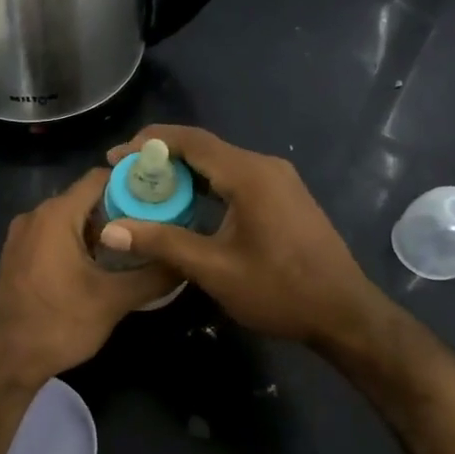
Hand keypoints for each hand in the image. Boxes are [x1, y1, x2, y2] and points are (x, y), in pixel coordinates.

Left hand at [0, 169, 179, 385]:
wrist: (7, 361)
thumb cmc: (59, 324)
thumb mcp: (114, 300)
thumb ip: (154, 275)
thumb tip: (186, 260)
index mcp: (55, 215)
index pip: (100, 177)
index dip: (133, 183)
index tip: (162, 197)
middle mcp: (35, 215)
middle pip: (86, 197)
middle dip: (121, 209)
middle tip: (156, 225)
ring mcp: (22, 235)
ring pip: (71, 218)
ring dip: (101, 228)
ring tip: (136, 246)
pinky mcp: (18, 255)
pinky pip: (54, 235)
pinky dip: (79, 241)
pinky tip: (102, 265)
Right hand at [99, 125, 381, 347]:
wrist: (344, 313)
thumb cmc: (280, 290)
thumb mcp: (214, 269)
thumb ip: (161, 243)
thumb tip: (110, 231)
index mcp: (249, 175)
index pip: (190, 140)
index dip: (148, 144)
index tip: (115, 157)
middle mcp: (264, 166)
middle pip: (204, 147)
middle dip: (161, 157)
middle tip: (126, 175)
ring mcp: (278, 179)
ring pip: (220, 162)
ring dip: (183, 171)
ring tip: (148, 189)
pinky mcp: (284, 195)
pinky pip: (236, 176)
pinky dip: (206, 183)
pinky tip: (187, 203)